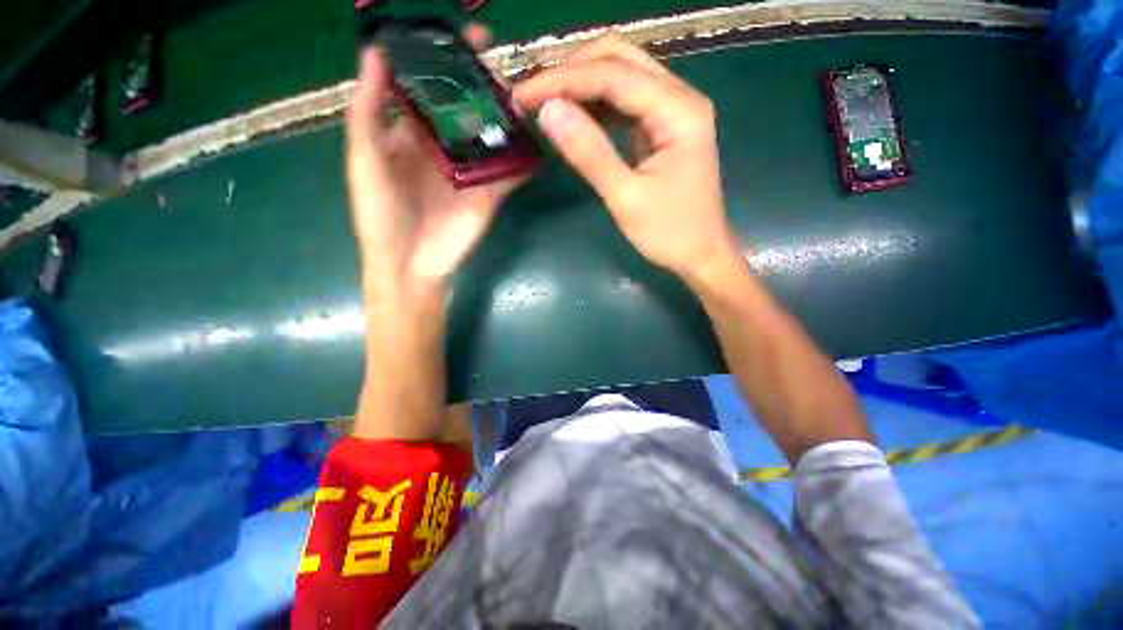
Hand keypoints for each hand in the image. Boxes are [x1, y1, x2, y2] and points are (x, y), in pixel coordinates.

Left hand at [346, 27, 523, 298]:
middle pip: (468, 110)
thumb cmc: (381, 214)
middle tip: (501, 65)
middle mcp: (445, 149)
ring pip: (492, 137)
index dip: (446, 63)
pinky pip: (510, 173)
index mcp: (411, 135)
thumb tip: (377, 53)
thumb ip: (368, 111)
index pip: (432, 90)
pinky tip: (537, 141)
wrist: (412, 265)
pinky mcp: (491, 194)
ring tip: (523, 95)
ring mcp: (471, 173)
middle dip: (484, 86)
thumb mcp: (365, 159)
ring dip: (508, 118)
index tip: (466, 38)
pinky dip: (524, 160)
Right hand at [513, 34, 741, 282]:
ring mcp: (672, 111)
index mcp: (679, 111)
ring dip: (580, 86)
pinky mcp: (661, 128)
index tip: (522, 95)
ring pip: (620, 76)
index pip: (613, 74)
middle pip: (619, 59)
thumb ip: (590, 153)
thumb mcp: (626, 198)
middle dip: (571, 72)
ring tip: (544, 105)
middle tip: (532, 96)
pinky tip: (573, 118)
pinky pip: (623, 103)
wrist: (700, 254)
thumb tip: (548, 111)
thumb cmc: (669, 233)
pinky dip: (594, 106)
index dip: (563, 80)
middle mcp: (679, 98)